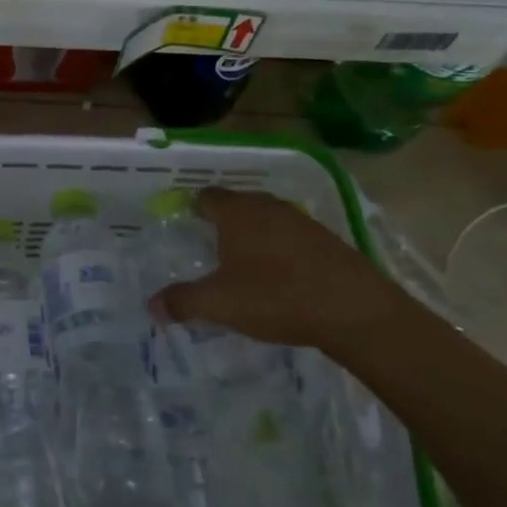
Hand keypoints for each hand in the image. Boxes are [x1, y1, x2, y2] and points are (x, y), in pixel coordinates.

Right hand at [154, 188, 408, 347]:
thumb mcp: (220, 304)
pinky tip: (280, 276)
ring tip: (243, 263)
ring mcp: (301, 220)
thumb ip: (183, 302)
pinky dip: (280, 249)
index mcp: (237, 212)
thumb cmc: (276, 296)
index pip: (206, 196)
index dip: (193, 208)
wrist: (355, 310)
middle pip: (237, 204)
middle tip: (209, 247)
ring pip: (266, 219)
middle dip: (222, 221)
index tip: (185, 226)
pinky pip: (291, 236)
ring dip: (254, 235)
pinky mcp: (326, 239)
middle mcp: (267, 206)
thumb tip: (151, 306)